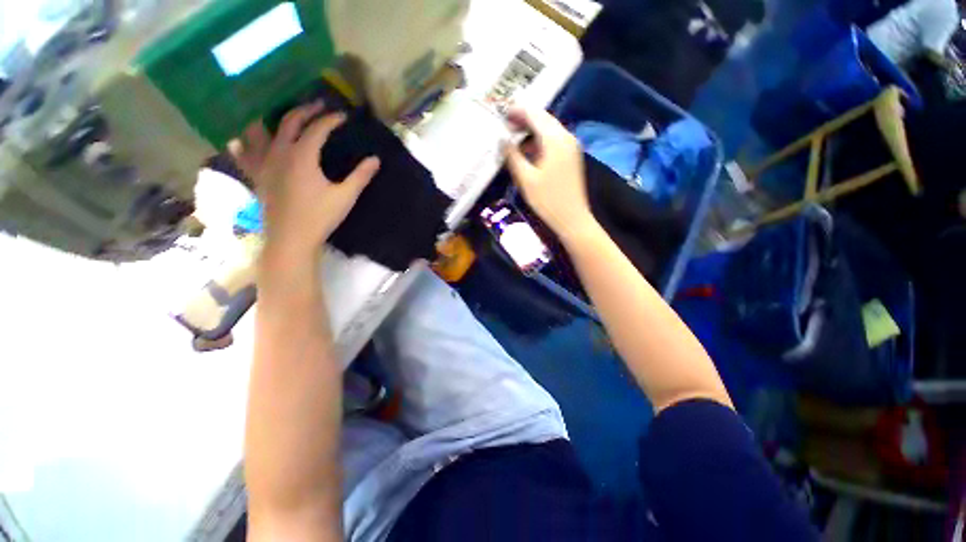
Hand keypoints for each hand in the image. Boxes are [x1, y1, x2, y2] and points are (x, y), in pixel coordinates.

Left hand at [229, 101, 379, 259]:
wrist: (291, 239)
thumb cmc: (320, 217)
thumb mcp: (345, 196)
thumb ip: (360, 176)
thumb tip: (375, 160)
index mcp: (302, 156)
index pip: (317, 129)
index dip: (331, 120)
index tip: (342, 116)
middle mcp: (279, 153)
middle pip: (289, 122)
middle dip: (305, 111)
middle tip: (318, 106)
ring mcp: (264, 164)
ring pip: (261, 131)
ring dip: (270, 118)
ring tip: (277, 113)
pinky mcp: (257, 177)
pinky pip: (245, 154)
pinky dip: (243, 144)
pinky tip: (241, 140)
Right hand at [505, 107, 595, 242]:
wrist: (572, 218)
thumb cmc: (547, 200)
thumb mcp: (526, 179)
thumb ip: (513, 156)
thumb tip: (502, 140)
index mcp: (555, 140)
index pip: (535, 115)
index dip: (517, 112)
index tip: (501, 114)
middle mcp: (566, 137)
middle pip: (544, 119)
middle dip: (524, 119)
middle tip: (506, 125)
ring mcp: (571, 147)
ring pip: (549, 129)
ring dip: (532, 130)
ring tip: (513, 137)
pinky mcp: (571, 157)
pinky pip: (554, 141)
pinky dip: (540, 140)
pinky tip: (528, 150)